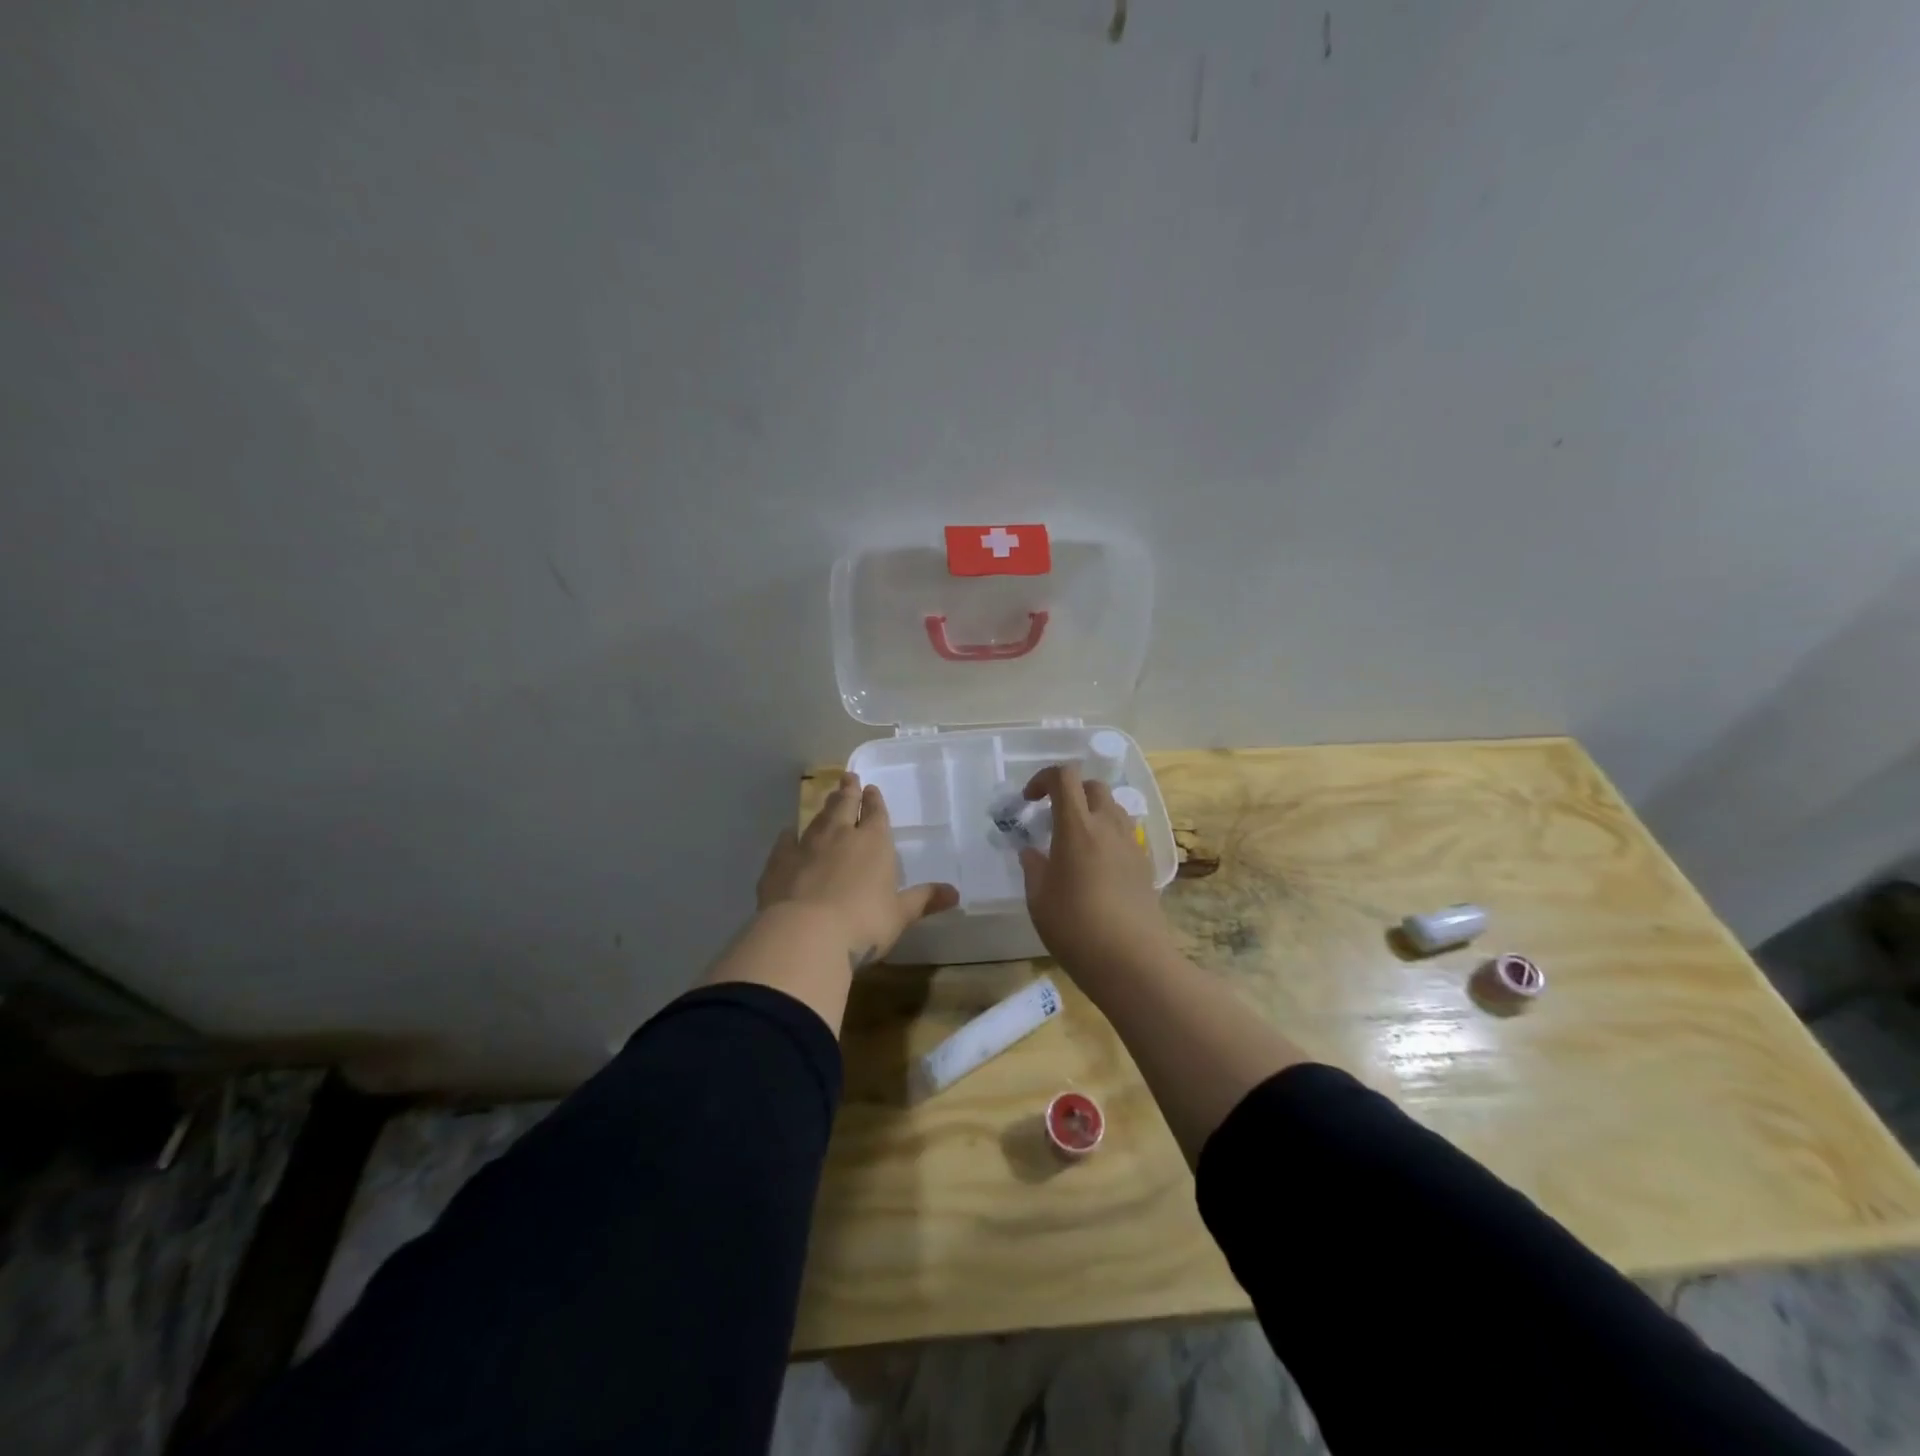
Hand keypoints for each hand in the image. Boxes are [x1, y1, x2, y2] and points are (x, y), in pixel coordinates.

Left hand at [757, 773, 958, 965]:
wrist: (805, 934)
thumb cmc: (863, 923)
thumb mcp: (899, 915)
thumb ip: (923, 900)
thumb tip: (955, 893)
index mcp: (874, 843)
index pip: (876, 814)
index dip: (874, 801)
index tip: (871, 789)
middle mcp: (840, 836)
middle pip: (844, 806)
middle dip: (848, 791)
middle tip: (848, 778)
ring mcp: (806, 846)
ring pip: (817, 819)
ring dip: (823, 808)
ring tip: (826, 798)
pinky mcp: (779, 862)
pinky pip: (785, 842)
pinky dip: (789, 836)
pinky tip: (787, 833)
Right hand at [1018, 762, 1176, 977]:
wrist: (1131, 960)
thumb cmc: (1075, 927)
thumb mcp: (1038, 899)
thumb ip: (1033, 868)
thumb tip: (1031, 852)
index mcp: (1077, 827)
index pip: (1064, 777)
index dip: (1043, 779)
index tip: (1029, 801)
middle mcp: (1108, 826)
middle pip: (1093, 786)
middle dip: (1070, 792)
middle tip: (1052, 817)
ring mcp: (1131, 844)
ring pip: (1113, 808)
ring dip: (1091, 812)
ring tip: (1074, 841)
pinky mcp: (1144, 864)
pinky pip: (1124, 834)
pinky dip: (1107, 835)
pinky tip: (1096, 866)